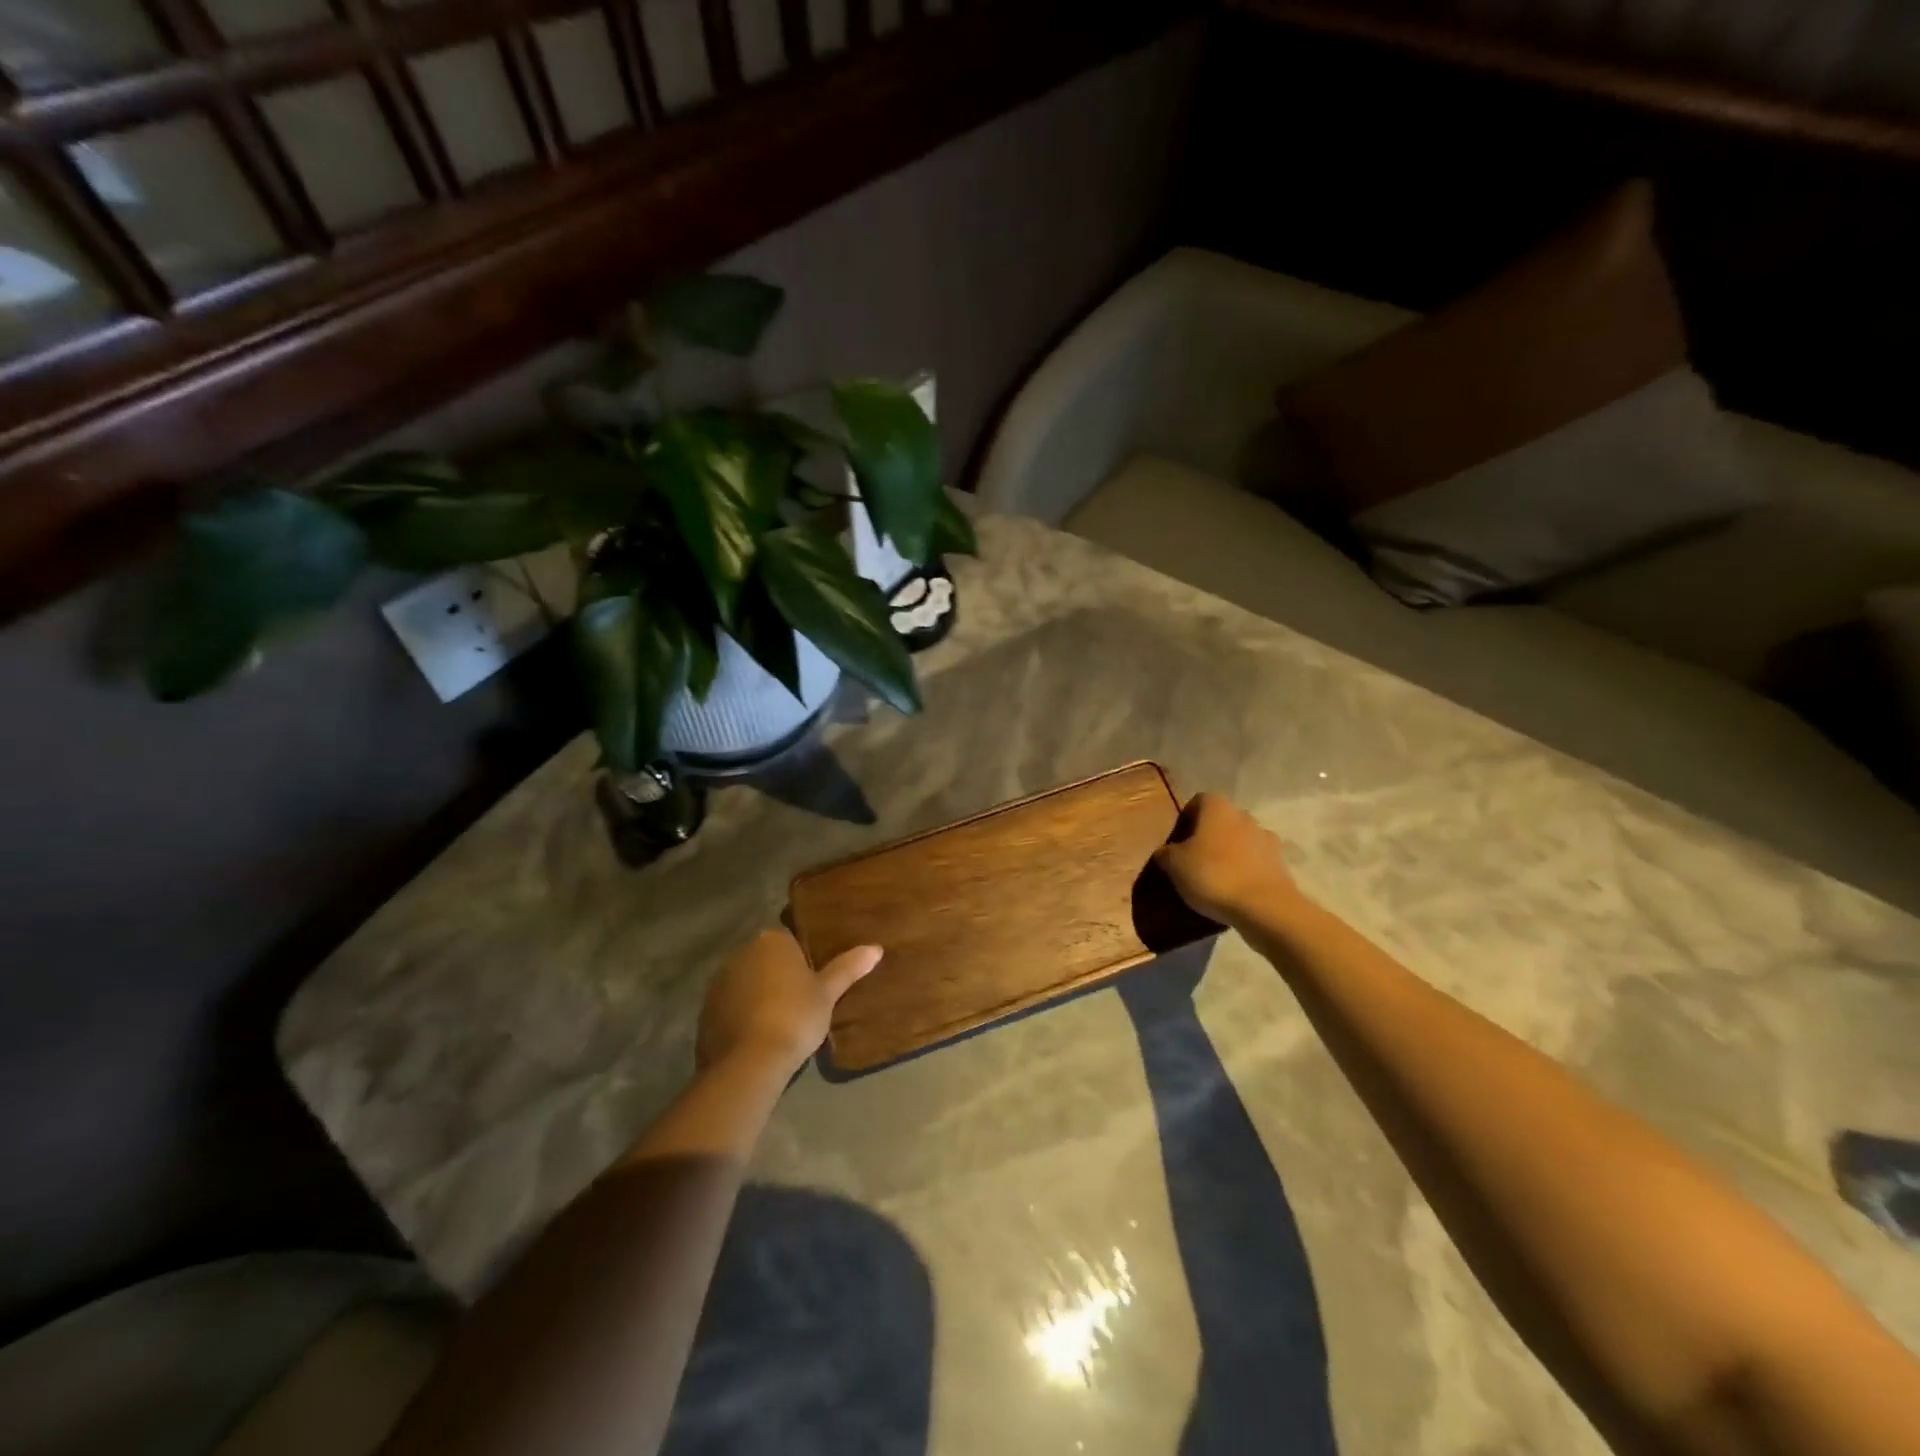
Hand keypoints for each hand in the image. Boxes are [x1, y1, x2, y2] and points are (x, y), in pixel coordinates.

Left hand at [697, 930, 881, 1076]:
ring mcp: (718, 982)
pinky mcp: (704, 1011)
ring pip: (745, 982)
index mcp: (771, 941)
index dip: (801, 961)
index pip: (788, 940)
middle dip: (777, 976)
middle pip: (764, 959)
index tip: (812, 983)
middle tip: (799, 1003)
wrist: (750, 1061)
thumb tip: (876, 948)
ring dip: (757, 995)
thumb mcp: (828, 993)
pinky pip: (729, 1006)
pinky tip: (756, 1038)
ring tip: (777, 1024)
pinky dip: (740, 1016)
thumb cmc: (795, 1017)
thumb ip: (848, 968)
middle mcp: (740, 952)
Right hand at [1153, 792, 1304, 926]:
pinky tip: (1234, 891)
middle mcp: (1244, 815)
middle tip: (1193, 861)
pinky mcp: (1280, 864)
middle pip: (1221, 821)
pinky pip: (1255, 862)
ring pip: (1240, 841)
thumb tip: (1165, 852)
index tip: (1176, 842)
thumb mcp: (1174, 864)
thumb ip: (1166, 853)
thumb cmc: (1212, 875)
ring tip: (1214, 879)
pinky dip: (1245, 871)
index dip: (1185, 820)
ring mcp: (1266, 839)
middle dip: (1208, 837)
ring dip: (1228, 854)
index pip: (1197, 802)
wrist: (1264, 907)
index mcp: (1217, 807)